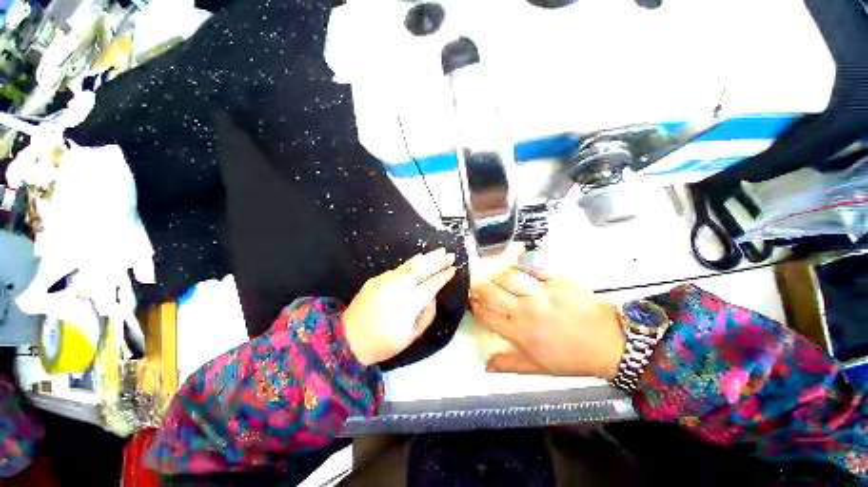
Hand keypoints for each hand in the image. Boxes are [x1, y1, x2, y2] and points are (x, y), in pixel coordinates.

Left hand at [344, 249, 456, 365]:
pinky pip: (398, 269)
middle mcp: (396, 289)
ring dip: (426, 257)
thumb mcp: (411, 336)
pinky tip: (419, 258)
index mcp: (407, 306)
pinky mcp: (375, 279)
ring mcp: (384, 282)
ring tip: (439, 251)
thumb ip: (427, 314)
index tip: (453, 269)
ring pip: (409, 265)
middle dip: (437, 261)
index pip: (430, 286)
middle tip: (450, 254)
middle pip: (421, 270)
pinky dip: (411, 263)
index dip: (443, 276)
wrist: (346, 340)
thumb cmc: (382, 343)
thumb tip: (433, 296)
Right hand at [469, 267, 623, 379]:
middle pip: (491, 292)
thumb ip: (508, 364)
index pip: (486, 315)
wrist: (609, 343)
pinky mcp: (556, 280)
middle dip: (479, 287)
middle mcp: (524, 311)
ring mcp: (540, 293)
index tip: (472, 301)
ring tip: (497, 275)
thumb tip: (485, 366)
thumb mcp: (538, 367)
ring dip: (498, 275)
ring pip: (508, 276)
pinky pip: (532, 267)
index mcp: (518, 332)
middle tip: (479, 284)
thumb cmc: (571, 358)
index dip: (475, 306)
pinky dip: (522, 265)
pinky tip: (519, 267)